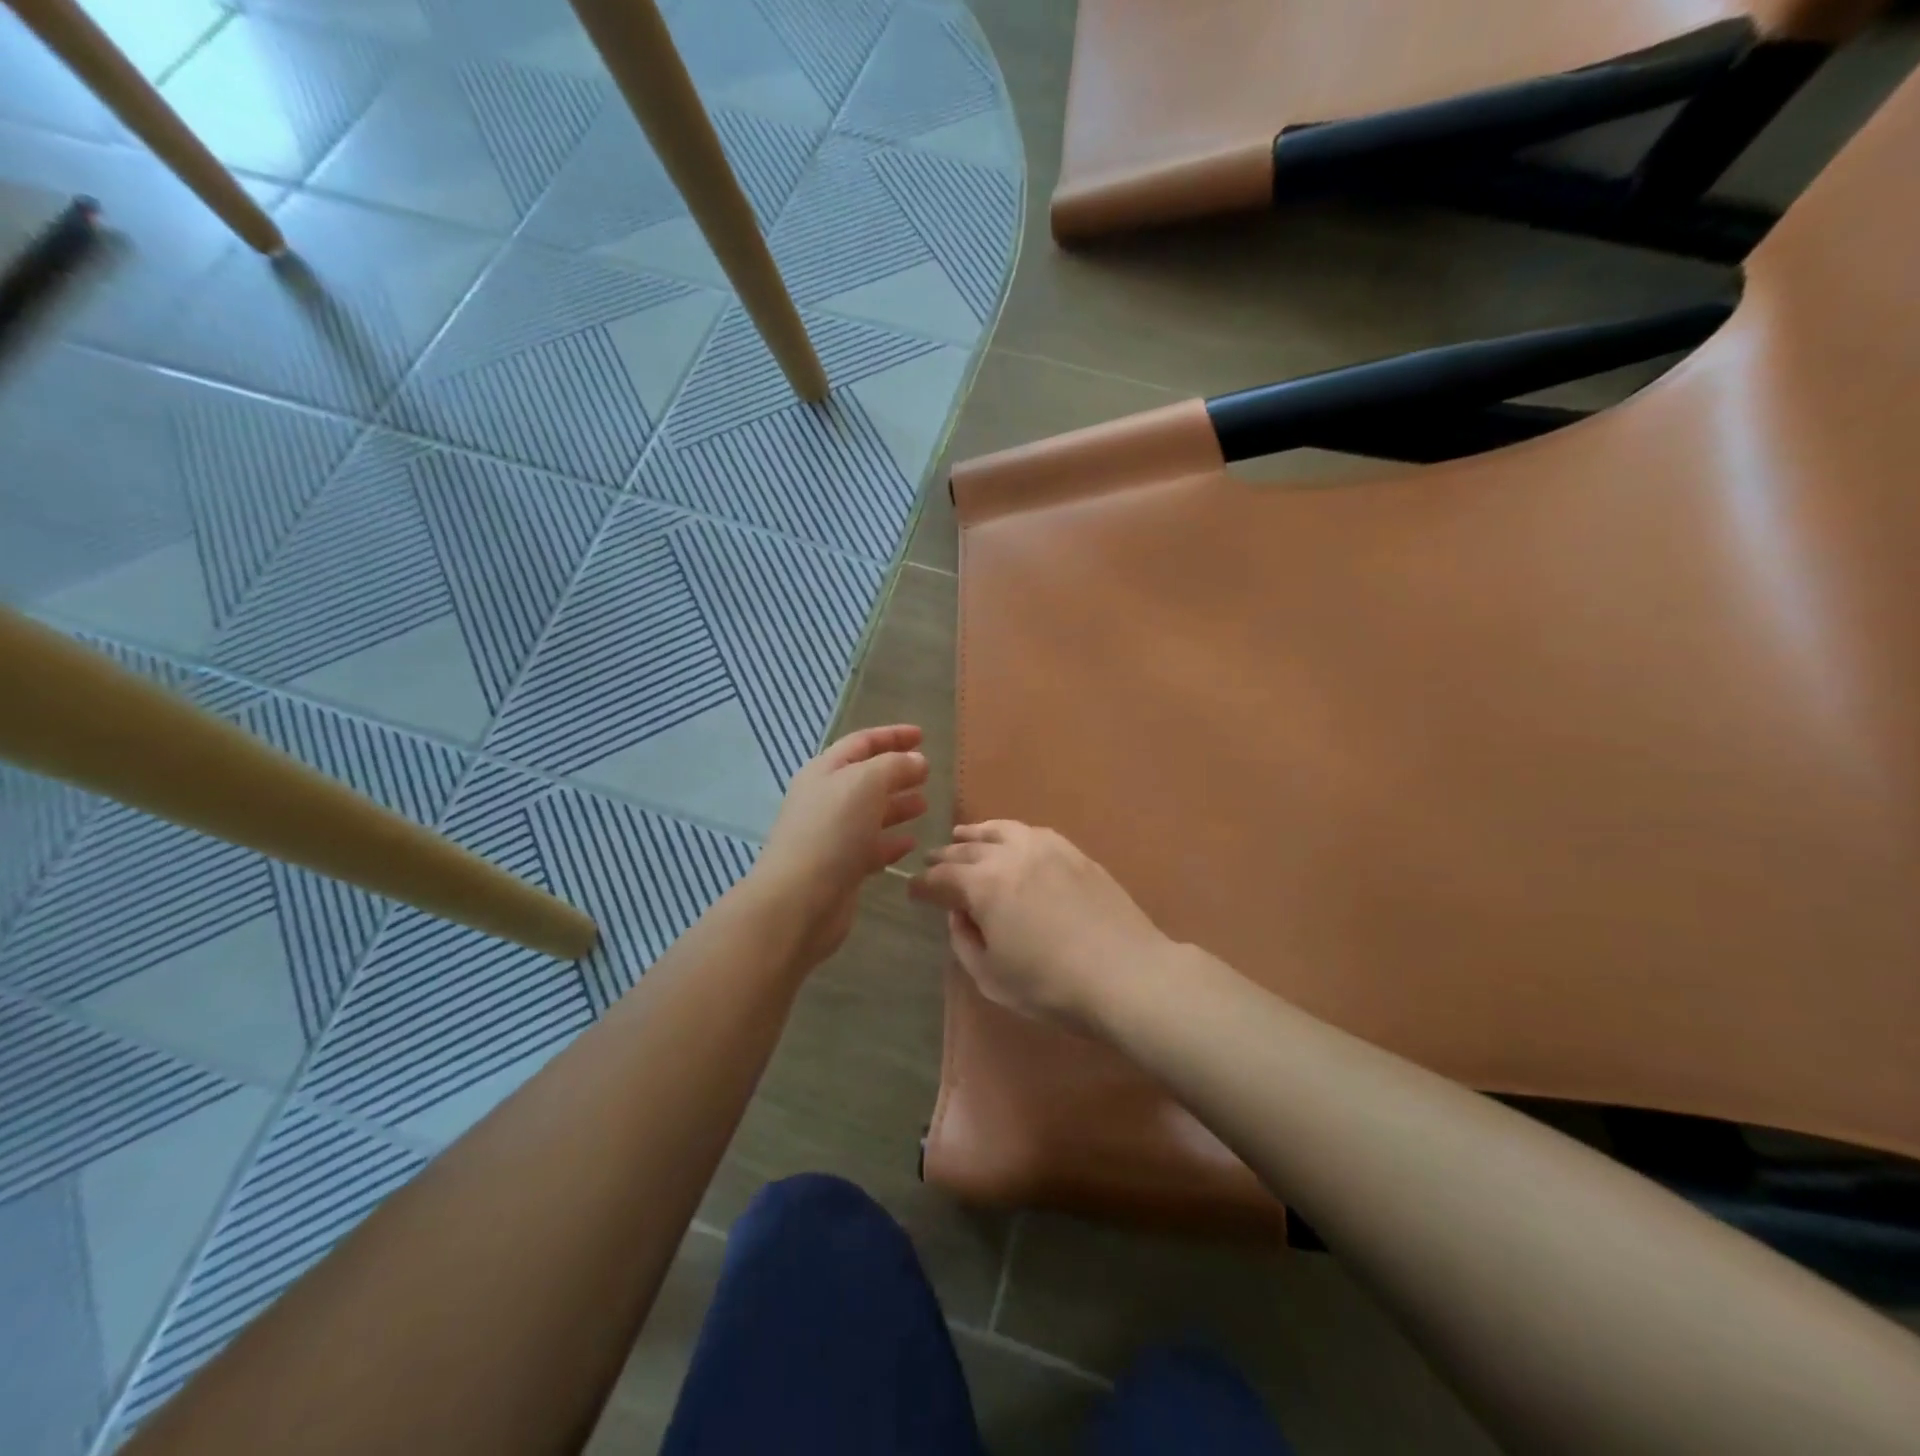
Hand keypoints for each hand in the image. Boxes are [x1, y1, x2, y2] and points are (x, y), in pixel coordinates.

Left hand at [752, 725, 928, 966]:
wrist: (799, 900)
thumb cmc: (831, 831)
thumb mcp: (865, 783)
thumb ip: (894, 766)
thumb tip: (917, 761)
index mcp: (825, 771)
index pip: (862, 743)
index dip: (892, 735)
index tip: (922, 736)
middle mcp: (826, 799)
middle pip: (866, 777)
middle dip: (897, 771)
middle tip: (928, 772)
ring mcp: (832, 835)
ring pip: (870, 813)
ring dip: (897, 806)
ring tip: (925, 805)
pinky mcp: (841, 868)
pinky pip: (870, 847)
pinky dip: (891, 842)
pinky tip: (911, 843)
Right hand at [908, 822, 1172, 1030]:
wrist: (1126, 974)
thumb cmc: (1051, 985)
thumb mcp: (992, 977)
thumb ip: (965, 941)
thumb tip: (960, 914)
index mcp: (983, 885)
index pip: (940, 878)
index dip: (922, 886)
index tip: (912, 891)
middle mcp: (1010, 854)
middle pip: (967, 849)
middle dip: (944, 857)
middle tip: (931, 862)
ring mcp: (1046, 848)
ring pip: (1000, 830)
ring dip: (975, 834)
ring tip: (963, 835)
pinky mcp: (1074, 852)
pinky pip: (1032, 832)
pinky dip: (1011, 833)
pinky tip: (1011, 840)